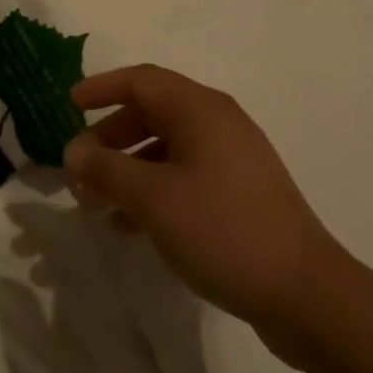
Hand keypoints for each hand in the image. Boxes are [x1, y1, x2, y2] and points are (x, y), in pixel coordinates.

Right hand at [64, 65, 342, 360]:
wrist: (303, 292)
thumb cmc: (222, 229)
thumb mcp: (153, 198)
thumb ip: (107, 169)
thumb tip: (75, 151)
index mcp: (200, 110)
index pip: (142, 80)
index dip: (102, 88)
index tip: (69, 104)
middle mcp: (218, 124)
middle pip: (152, 114)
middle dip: (110, 138)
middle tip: (79, 169)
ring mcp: (232, 160)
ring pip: (166, 149)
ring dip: (127, 170)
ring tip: (95, 203)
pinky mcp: (239, 194)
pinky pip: (184, 177)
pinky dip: (153, 191)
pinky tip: (129, 226)